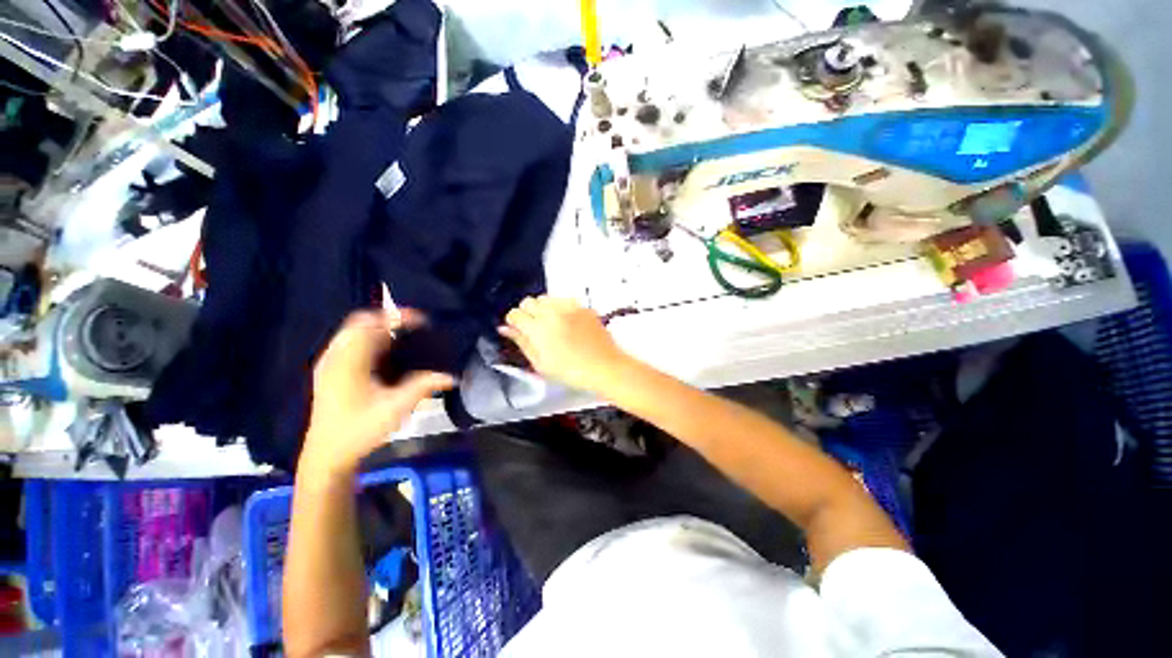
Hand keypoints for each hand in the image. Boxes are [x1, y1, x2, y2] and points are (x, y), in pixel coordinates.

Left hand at [301, 310, 455, 476]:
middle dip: (387, 319)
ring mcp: (329, 364)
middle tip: (414, 327)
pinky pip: (349, 342)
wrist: (327, 454)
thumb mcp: (397, 407)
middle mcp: (335, 357)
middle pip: (359, 322)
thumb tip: (451, 377)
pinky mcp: (328, 371)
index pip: (371, 323)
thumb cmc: (361, 429)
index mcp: (349, 362)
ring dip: (377, 329)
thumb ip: (424, 386)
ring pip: (353, 331)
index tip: (422, 319)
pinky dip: (368, 339)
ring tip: (403, 337)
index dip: (397, 316)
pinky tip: (384, 353)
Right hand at [499, 296, 628, 392]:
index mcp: (538, 329)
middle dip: (526, 313)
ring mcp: (569, 307)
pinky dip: (559, 307)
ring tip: (550, 325)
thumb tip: (506, 329)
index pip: (515, 314)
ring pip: (545, 298)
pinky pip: (563, 300)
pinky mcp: (582, 306)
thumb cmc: (571, 372)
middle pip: (528, 301)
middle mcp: (552, 313)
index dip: (514, 323)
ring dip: (542, 308)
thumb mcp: (540, 364)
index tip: (518, 330)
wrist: (604, 367)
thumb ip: (521, 343)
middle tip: (534, 329)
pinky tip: (565, 322)